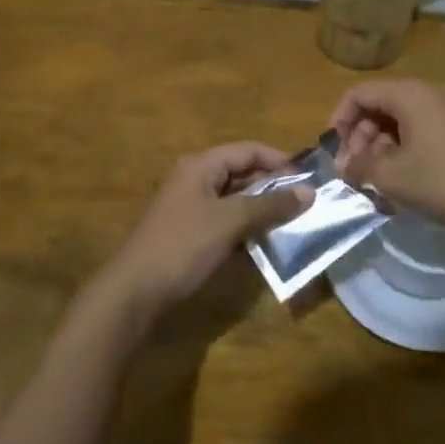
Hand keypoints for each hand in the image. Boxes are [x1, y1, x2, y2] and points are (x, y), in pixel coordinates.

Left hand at [100, 142, 312, 324]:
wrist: (134, 292)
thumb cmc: (182, 246)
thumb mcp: (229, 222)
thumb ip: (269, 205)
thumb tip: (308, 192)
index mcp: (201, 166)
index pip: (248, 150)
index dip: (280, 160)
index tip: (310, 178)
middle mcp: (195, 180)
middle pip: (242, 174)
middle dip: (274, 188)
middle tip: (307, 204)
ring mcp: (191, 208)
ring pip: (235, 200)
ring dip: (262, 210)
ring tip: (294, 224)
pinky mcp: (190, 234)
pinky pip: (225, 222)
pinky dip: (246, 229)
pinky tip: (265, 244)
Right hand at [330, 79, 444, 237]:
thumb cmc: (444, 180)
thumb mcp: (392, 177)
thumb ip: (360, 167)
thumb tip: (343, 165)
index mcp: (407, 94)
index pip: (358, 94)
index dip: (339, 121)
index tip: (335, 153)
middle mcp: (427, 95)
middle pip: (379, 107)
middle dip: (360, 139)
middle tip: (355, 173)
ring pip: (399, 124)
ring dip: (381, 151)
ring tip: (377, 185)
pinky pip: (419, 136)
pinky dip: (403, 156)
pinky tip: (403, 187)